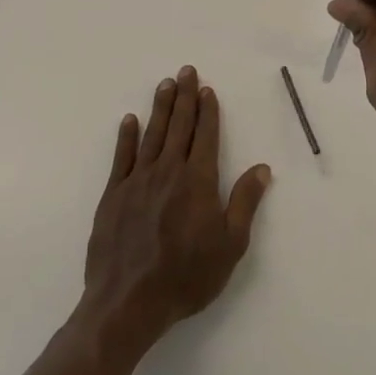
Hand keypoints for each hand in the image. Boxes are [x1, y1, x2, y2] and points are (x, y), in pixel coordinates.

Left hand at [80, 66, 271, 354]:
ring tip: (165, 84)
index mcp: (198, 181)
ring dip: (160, 108)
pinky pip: (121, 158)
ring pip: (151, 134)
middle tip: (186, 70)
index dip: (208, 111)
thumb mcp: (230, 245)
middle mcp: (168, 171)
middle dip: (184, 97)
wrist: (127, 304)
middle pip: (178, 126)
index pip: (205, 135)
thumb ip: (244, 202)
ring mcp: (137, 182)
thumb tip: (262, 168)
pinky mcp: (112, 196)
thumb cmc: (186, 276)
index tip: (207, 89)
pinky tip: (129, 120)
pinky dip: (126, 137)